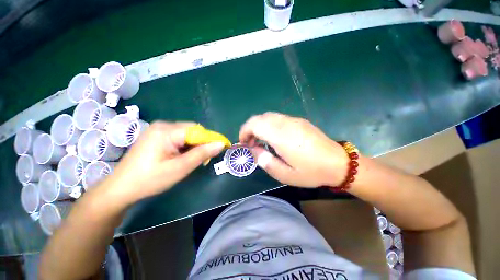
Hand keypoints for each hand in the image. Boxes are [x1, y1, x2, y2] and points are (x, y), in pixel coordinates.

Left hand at [102, 121, 224, 203]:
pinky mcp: (157, 135)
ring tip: (191, 160)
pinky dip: (185, 146)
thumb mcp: (180, 168)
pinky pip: (178, 136)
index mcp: (166, 131)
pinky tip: (181, 156)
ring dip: (194, 145)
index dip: (211, 139)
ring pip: (187, 133)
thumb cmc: (150, 179)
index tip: (220, 149)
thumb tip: (221, 144)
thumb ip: (202, 154)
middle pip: (192, 130)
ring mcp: (158, 129)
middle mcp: (162, 125)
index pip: (197, 130)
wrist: (121, 188)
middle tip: (203, 159)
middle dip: (201, 143)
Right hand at [239, 112, 348, 187]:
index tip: (244, 143)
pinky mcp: (299, 121)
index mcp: (281, 136)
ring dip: (259, 126)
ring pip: (268, 116)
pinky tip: (274, 137)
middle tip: (251, 143)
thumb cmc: (311, 171)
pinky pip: (278, 118)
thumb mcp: (285, 174)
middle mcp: (286, 123)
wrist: (338, 163)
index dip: (244, 131)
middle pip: (260, 117)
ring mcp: (294, 120)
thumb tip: (253, 150)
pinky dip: (269, 125)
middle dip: (250, 128)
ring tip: (261, 141)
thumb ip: (265, 161)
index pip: (255, 124)